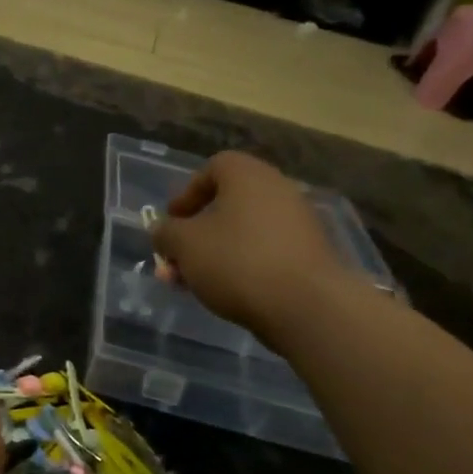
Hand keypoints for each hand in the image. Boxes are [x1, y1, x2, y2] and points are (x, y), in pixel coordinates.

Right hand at [151, 150, 352, 338]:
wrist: (306, 305)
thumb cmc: (237, 261)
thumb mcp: (184, 244)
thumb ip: (166, 233)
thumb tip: (163, 231)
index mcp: (248, 175)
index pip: (213, 168)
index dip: (187, 193)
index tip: (173, 221)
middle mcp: (277, 190)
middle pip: (227, 204)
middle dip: (196, 233)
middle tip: (177, 259)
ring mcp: (298, 223)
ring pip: (244, 232)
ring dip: (214, 254)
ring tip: (193, 284)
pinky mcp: (309, 255)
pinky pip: (265, 252)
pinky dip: (242, 266)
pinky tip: (225, 293)